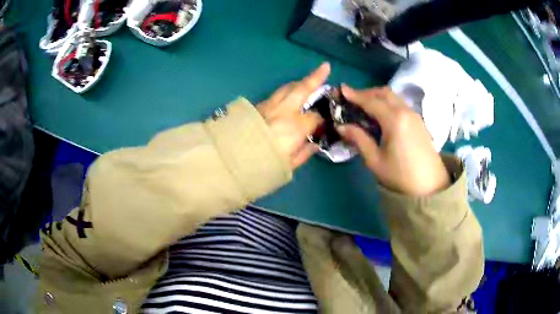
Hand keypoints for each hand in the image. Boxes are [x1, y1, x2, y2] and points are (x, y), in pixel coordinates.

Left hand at [257, 63, 329, 169]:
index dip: (321, 120)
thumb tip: (314, 144)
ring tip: (307, 80)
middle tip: (325, 67)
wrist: (231, 160)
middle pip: (302, 89)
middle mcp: (283, 111)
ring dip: (299, 83)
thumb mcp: (288, 166)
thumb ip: (304, 153)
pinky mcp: (257, 107)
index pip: (315, 117)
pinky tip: (288, 95)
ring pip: (287, 88)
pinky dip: (286, 91)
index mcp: (295, 127)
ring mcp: (268, 106)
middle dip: (316, 77)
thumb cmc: (261, 166)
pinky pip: (276, 94)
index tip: (323, 125)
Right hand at [337, 85, 449, 195]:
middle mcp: (405, 111)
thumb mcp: (375, 160)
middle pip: (384, 93)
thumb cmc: (400, 176)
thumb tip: (341, 126)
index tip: (341, 89)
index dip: (354, 95)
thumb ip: (359, 139)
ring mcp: (414, 115)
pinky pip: (400, 104)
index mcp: (394, 120)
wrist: (430, 186)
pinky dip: (388, 103)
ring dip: (378, 97)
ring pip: (394, 97)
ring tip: (365, 106)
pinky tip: (382, 115)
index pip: (371, 101)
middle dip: (366, 92)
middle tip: (352, 99)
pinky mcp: (419, 121)